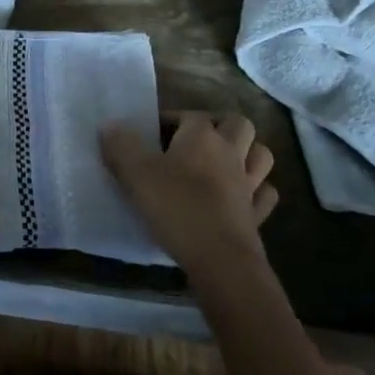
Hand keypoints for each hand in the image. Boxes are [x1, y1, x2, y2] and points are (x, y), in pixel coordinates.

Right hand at [101, 113, 277, 276]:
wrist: (219, 259)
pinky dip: (257, 190)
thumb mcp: (136, 174)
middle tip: (194, 143)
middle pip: (238, 124)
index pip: (189, 115)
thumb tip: (110, 125)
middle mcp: (230, 152)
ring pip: (260, 155)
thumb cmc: (176, 208)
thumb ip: (121, 146)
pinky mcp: (257, 214)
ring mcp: (249, 184)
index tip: (150, 135)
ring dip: (246, 153)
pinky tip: (241, 197)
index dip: (170, 120)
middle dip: (220, 126)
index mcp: (201, 136)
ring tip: (222, 163)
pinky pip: (264, 193)